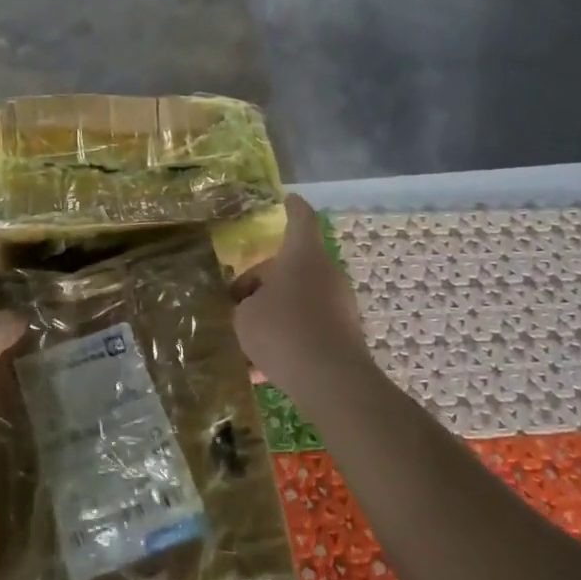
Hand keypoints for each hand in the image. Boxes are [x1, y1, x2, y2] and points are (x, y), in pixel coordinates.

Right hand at [231, 195, 369, 391]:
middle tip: (236, 301)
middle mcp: (326, 273)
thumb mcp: (244, 316)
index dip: (292, 207)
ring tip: (245, 341)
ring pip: (298, 300)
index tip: (287, 199)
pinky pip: (307, 328)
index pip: (300, 219)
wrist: (330, 380)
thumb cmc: (282, 331)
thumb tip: (250, 307)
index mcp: (302, 256)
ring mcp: (339, 304)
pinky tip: (261, 369)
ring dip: (273, 313)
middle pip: (292, 266)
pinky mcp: (344, 334)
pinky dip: (287, 339)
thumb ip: (244, 305)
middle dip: (263, 282)